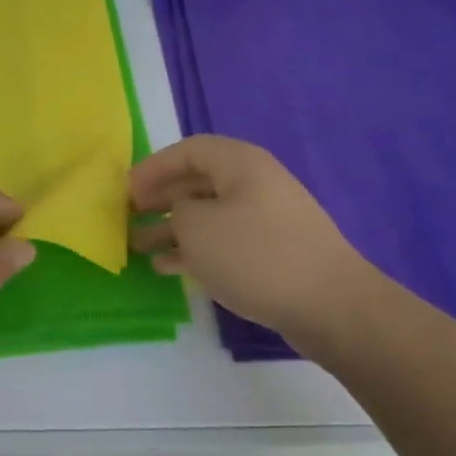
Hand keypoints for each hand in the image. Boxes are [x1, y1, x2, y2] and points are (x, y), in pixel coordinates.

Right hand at [129, 135, 381, 342]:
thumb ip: (177, 211)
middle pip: (197, 182)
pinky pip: (223, 242)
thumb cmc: (256, 255)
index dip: (153, 167)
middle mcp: (254, 184)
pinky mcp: (272, 252)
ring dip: (172, 228)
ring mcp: (266, 219)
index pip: (188, 150)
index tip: (125, 191)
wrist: (330, 305)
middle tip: (128, 216)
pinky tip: (167, 267)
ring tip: (138, 246)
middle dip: (160, 199)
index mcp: (240, 163)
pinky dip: (195, 250)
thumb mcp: (198, 227)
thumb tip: (182, 213)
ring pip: (208, 216)